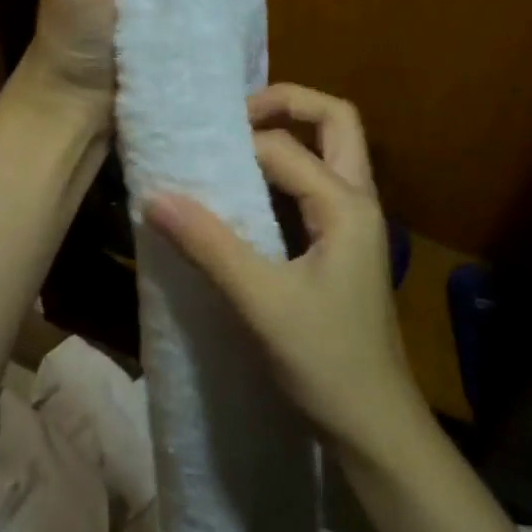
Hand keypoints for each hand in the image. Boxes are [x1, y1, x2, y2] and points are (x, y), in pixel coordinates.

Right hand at [146, 84, 426, 457]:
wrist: (375, 427)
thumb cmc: (326, 363)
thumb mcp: (262, 303)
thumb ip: (210, 246)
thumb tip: (155, 196)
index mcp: (346, 205)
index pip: (284, 148)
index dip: (236, 146)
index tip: (188, 156)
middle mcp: (358, 200)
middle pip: (336, 121)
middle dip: (287, 104)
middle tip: (233, 118)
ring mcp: (355, 222)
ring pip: (332, 150)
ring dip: (289, 134)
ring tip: (233, 145)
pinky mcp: (344, 244)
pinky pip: (319, 184)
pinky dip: (287, 171)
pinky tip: (247, 195)